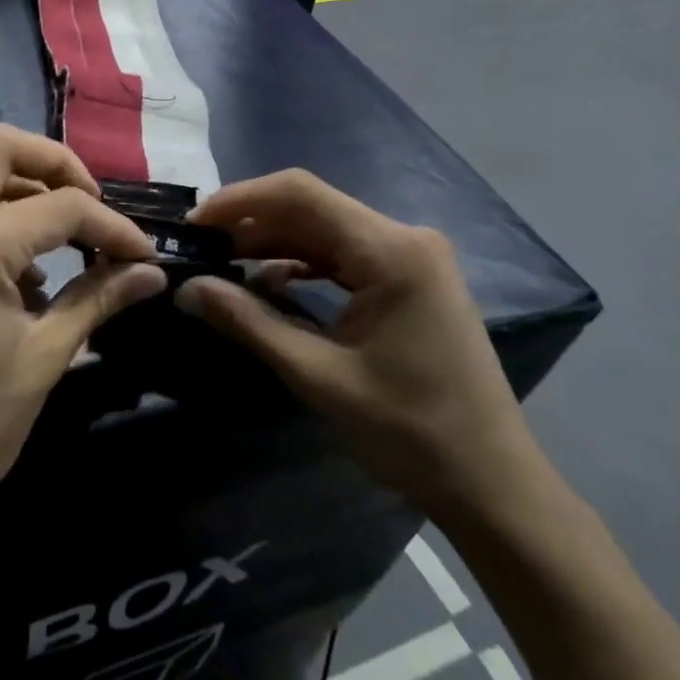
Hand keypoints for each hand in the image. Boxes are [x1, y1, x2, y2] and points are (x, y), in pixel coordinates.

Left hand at [0, 125, 165, 544]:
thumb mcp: (44, 358)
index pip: (62, 206)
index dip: (112, 227)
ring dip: (20, 187)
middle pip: (1, 146)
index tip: (142, 254)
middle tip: (92, 208)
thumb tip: (150, 272)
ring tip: (59, 240)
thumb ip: (98, 298)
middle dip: (57, 166)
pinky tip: (15, 272)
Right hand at [176, 170, 537, 521]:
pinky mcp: (411, 278)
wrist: (493, 486)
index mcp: (391, 251)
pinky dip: (303, 261)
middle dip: (251, 221)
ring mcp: (412, 256)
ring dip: (274, 241)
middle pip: (312, 206)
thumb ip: (248, 322)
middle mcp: (405, 238)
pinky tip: (271, 281)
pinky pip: (345, 253)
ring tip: (224, 261)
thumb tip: (186, 289)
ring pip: (325, 228)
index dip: (240, 200)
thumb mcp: (318, 375)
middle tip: (200, 246)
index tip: (194, 222)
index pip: (301, 194)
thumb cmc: (410, 433)